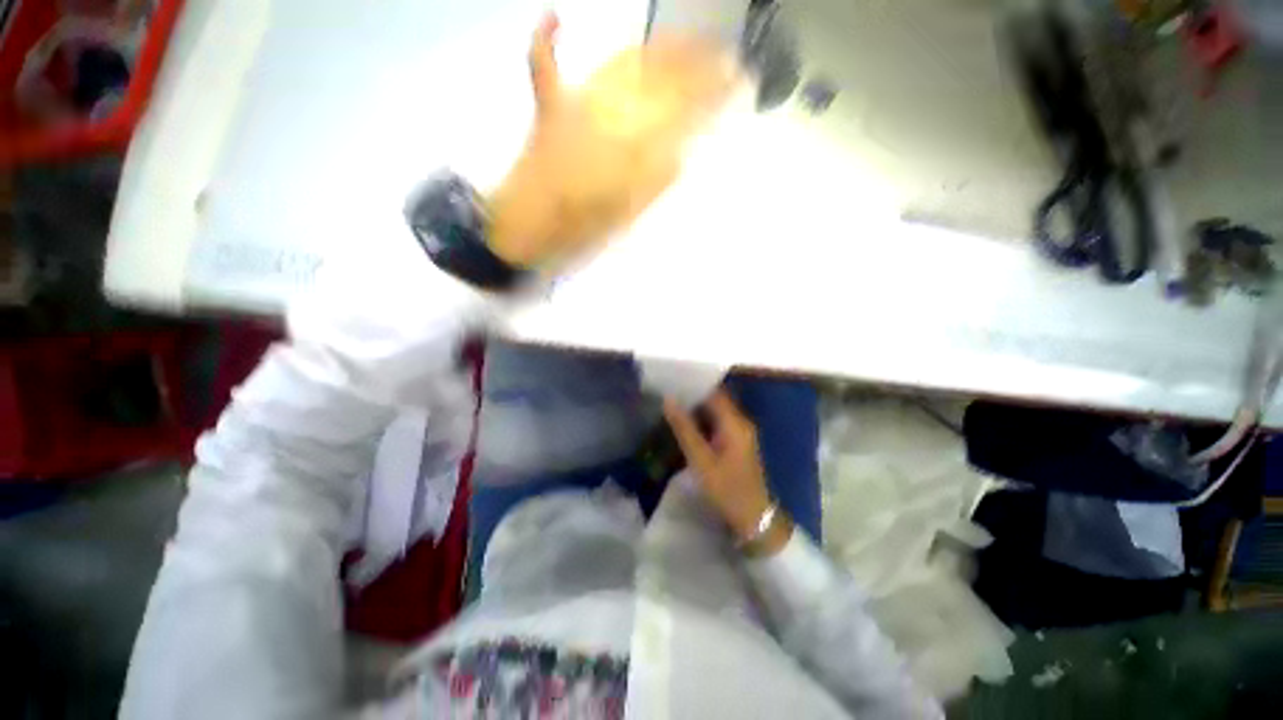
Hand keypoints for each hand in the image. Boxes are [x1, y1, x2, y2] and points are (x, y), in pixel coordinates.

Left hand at [487, 14, 738, 268]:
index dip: (712, 90)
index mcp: (632, 141)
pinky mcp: (549, 107)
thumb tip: (680, 153)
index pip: (682, 105)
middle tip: (723, 56)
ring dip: (654, 48)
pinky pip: (543, 63)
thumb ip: (657, 179)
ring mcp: (575, 102)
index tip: (738, 81)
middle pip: (657, 74)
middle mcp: (607, 108)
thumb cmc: (581, 230)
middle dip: (694, 61)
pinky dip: (546, 39)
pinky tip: (555, 14)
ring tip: (681, 42)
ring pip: (620, 61)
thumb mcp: (628, 213)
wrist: (527, 230)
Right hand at [664, 390, 790, 553]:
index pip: (714, 392)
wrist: (753, 517)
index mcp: (735, 422)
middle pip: (716, 399)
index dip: (694, 384)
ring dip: (696, 407)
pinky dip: (702, 420)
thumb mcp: (701, 459)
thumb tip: (668, 400)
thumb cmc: (726, 489)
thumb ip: (684, 428)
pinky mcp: (736, 441)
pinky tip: (686, 421)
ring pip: (716, 411)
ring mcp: (740, 432)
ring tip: (672, 401)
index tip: (673, 379)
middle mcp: (740, 422)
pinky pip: (718, 422)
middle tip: (668, 390)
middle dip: (693, 395)